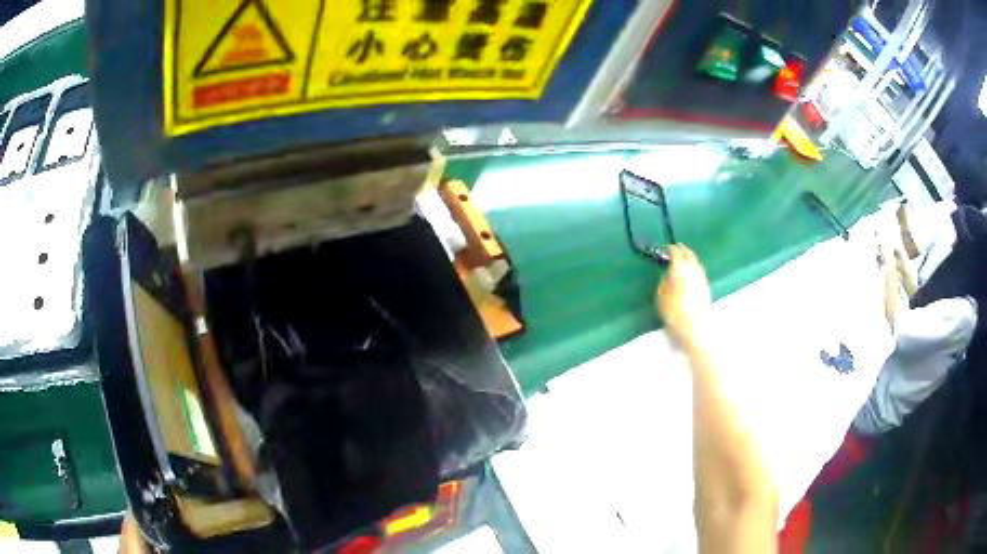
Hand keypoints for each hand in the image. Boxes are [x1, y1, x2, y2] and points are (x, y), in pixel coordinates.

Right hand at [656, 244, 711, 348]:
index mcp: (680, 268)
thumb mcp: (661, 297)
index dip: (669, 248)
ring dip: (689, 258)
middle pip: (688, 253)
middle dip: (681, 250)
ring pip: (695, 261)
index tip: (664, 249)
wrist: (695, 328)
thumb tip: (667, 275)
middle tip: (675, 249)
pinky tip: (691, 273)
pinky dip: (694, 268)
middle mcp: (693, 268)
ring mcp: (702, 277)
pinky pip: (699, 270)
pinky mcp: (706, 286)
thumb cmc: (674, 312)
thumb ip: (663, 282)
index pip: (675, 251)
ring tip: (683, 260)